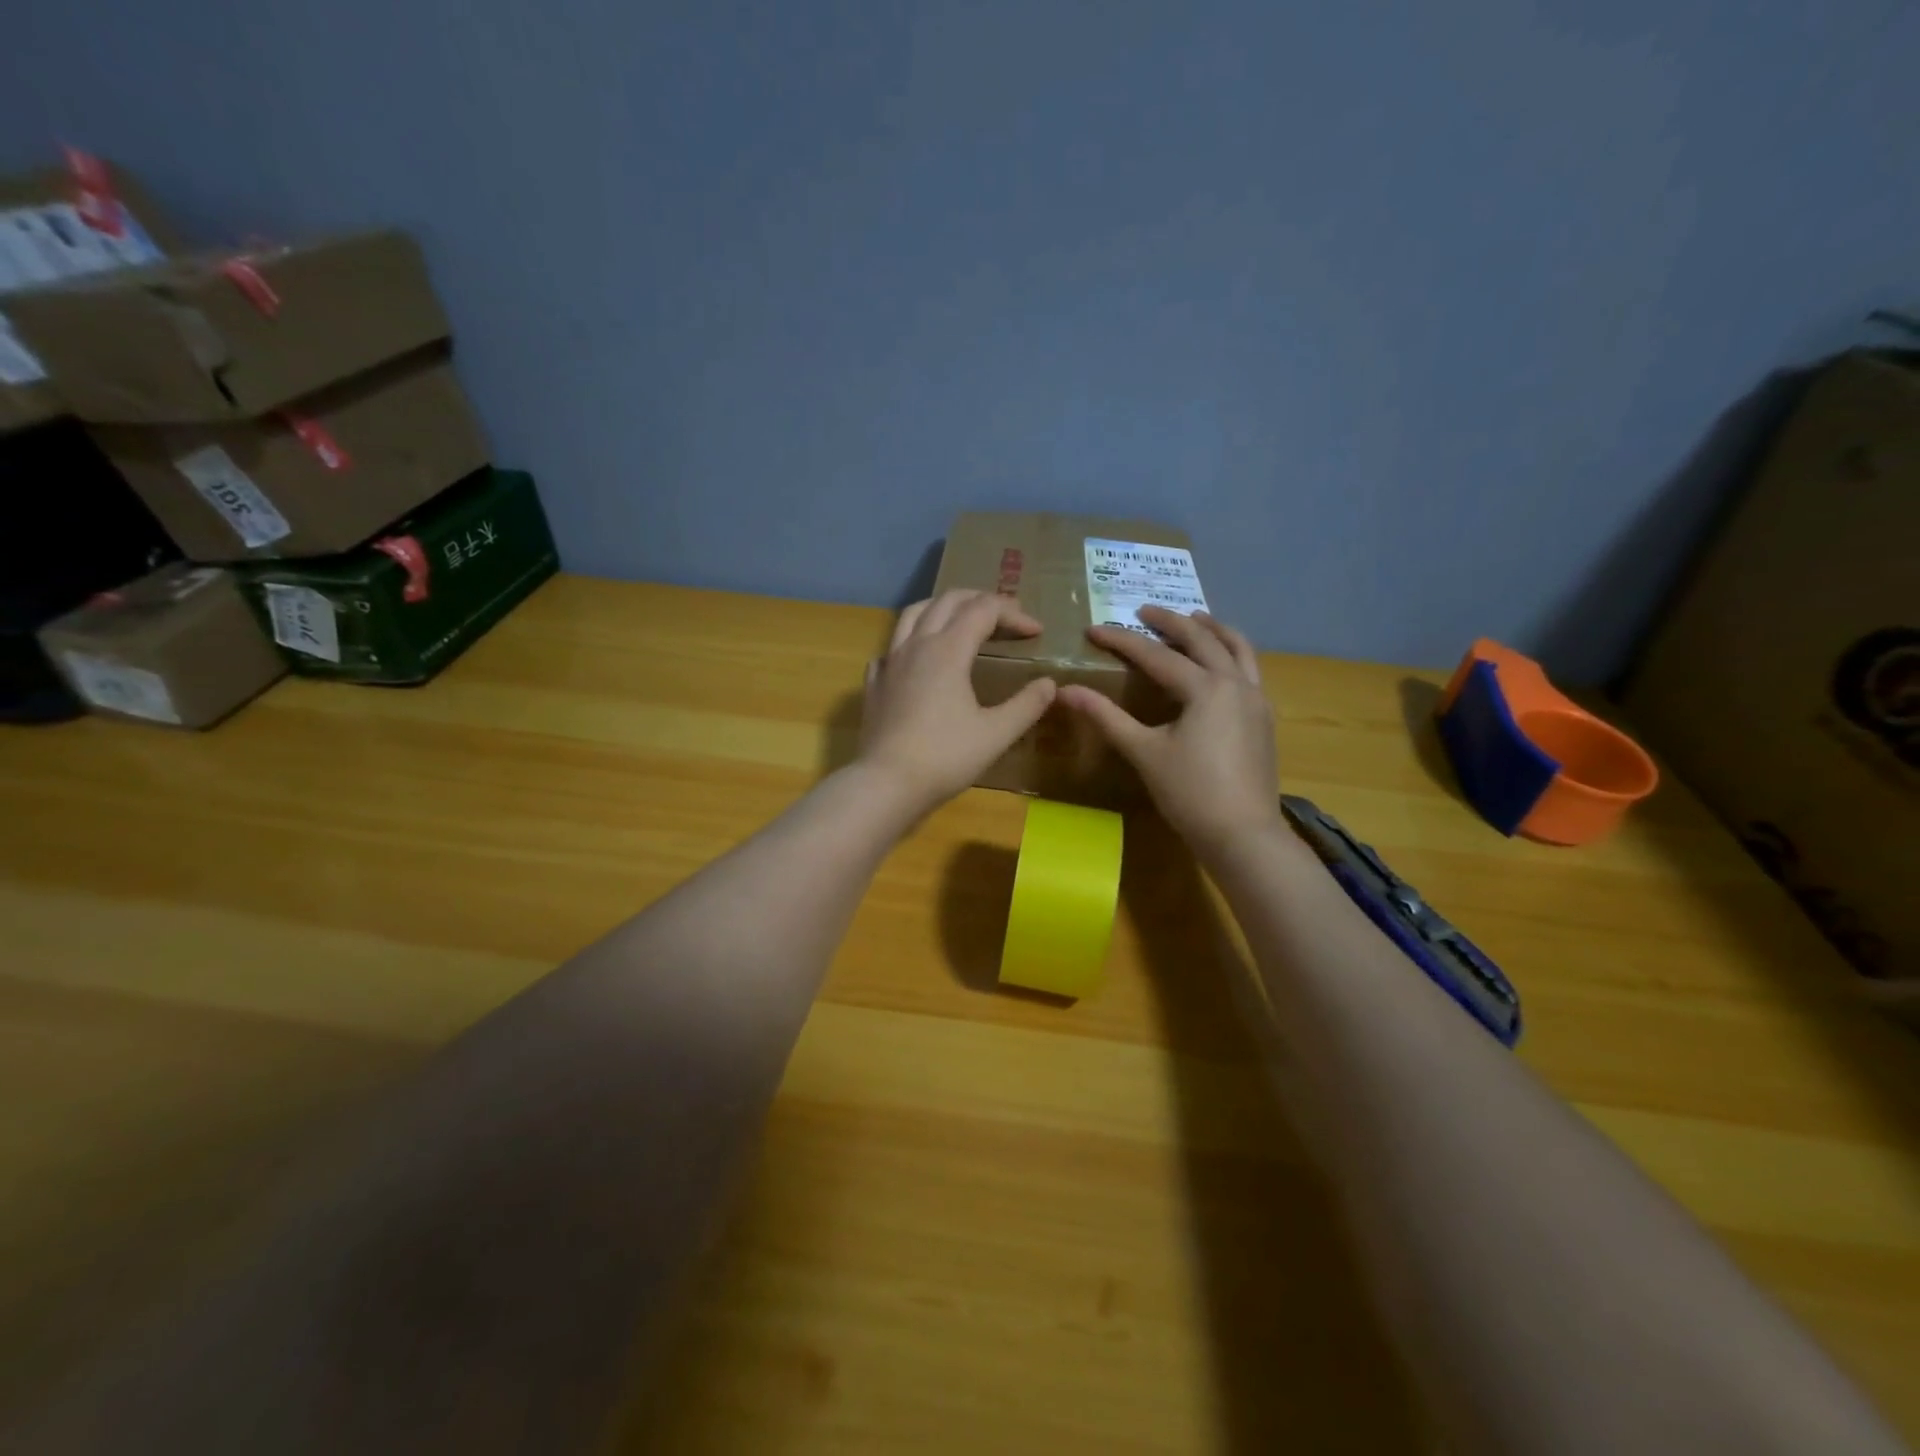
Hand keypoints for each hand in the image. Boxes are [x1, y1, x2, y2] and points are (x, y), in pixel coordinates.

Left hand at [857, 590, 1057, 815]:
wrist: (887, 784)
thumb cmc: (945, 757)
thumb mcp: (996, 734)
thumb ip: (1027, 705)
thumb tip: (1049, 684)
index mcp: (948, 650)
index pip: (984, 610)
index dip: (1013, 614)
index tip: (1036, 632)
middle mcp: (917, 644)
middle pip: (948, 601)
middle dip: (981, 600)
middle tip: (1005, 617)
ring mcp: (890, 661)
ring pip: (914, 613)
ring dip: (943, 607)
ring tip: (961, 620)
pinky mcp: (875, 682)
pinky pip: (892, 645)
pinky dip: (911, 639)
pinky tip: (919, 658)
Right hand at [1060, 608, 1280, 860]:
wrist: (1244, 835)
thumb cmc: (1190, 794)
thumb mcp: (1144, 753)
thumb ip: (1106, 717)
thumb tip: (1066, 691)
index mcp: (1205, 688)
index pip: (1156, 655)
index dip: (1121, 641)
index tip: (1093, 630)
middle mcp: (1236, 683)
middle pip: (1202, 639)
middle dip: (1171, 621)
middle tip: (1144, 610)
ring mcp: (1256, 699)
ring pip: (1238, 648)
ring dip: (1213, 629)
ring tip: (1195, 618)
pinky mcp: (1264, 718)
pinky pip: (1250, 670)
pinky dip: (1232, 654)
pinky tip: (1220, 664)